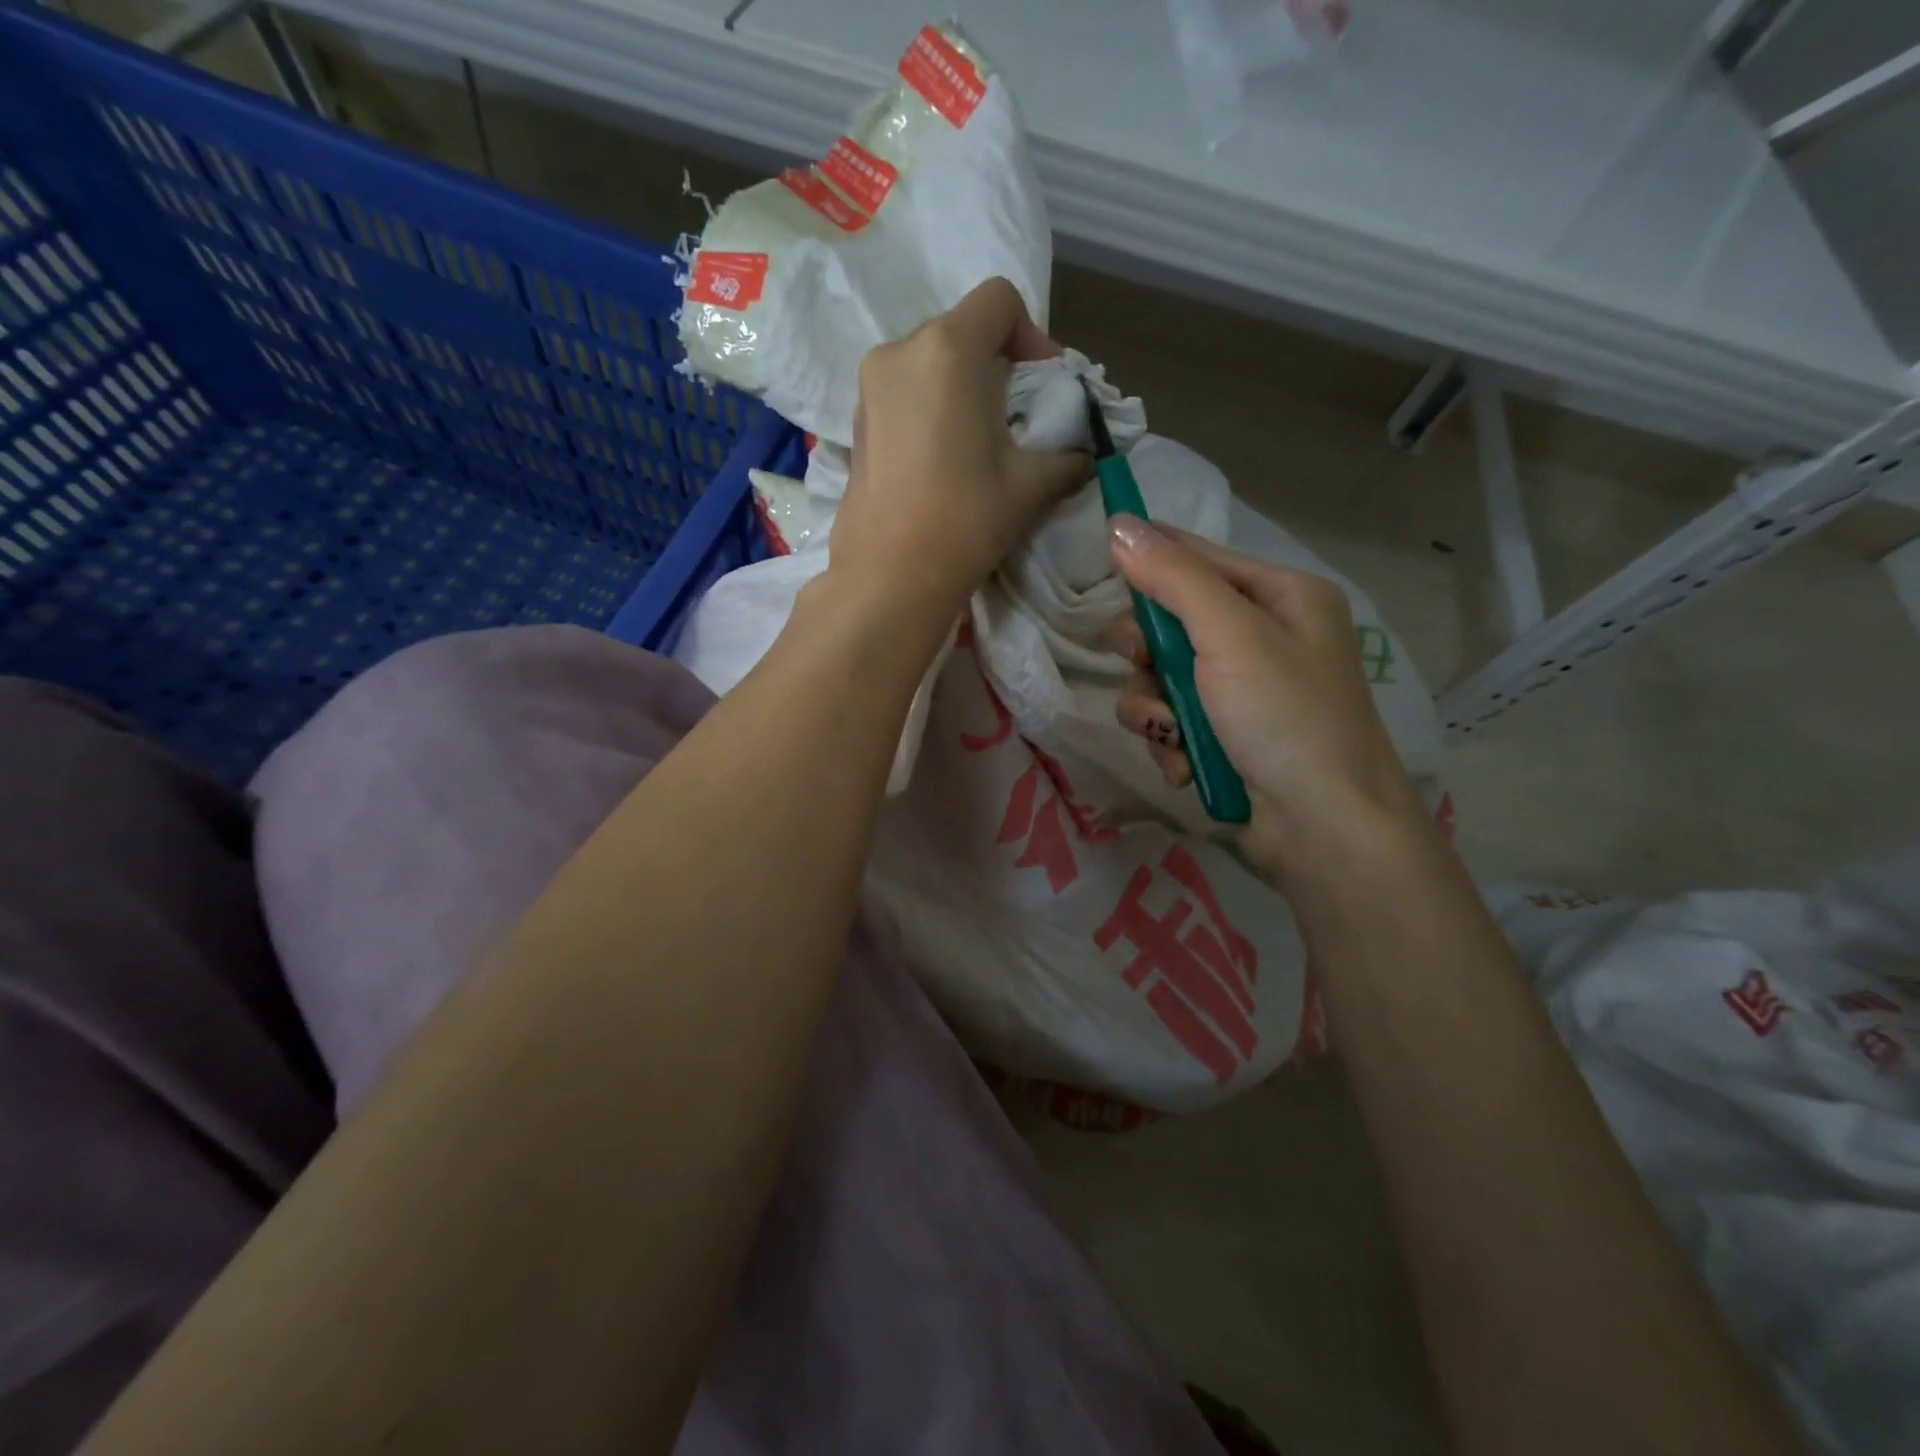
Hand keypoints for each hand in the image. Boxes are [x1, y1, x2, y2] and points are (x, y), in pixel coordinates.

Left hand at [829, 278, 1090, 624]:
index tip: (1043, 388)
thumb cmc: (964, 521)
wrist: (888, 577)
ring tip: (981, 443)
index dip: (1033, 336)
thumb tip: (1083, 453)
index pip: (1000, 300)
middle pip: (963, 329)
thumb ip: (1068, 455)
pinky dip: (932, 407)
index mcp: (947, 349)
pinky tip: (945, 458)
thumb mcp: (1031, 486)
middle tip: (1018, 419)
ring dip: (964, 388)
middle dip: (999, 365)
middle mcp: (900, 350)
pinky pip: (905, 391)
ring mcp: (870, 385)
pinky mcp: (856, 420)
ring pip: (931, 361)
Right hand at [1106, 518, 1428, 877]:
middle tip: (1145, 666)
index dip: (1148, 559)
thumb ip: (1173, 578)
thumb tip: (1119, 523)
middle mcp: (1261, 637)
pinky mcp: (1221, 736)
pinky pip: (1168, 721)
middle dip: (1148, 651)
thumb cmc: (1286, 717)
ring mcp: (1240, 692)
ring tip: (1173, 732)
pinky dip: (1169, 741)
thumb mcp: (1231, 635)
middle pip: (1169, 621)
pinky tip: (1186, 761)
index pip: (1197, 557)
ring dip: (1154, 707)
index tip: (1102, 564)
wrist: (1323, 830)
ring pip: (1158, 677)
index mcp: (1281, 597)